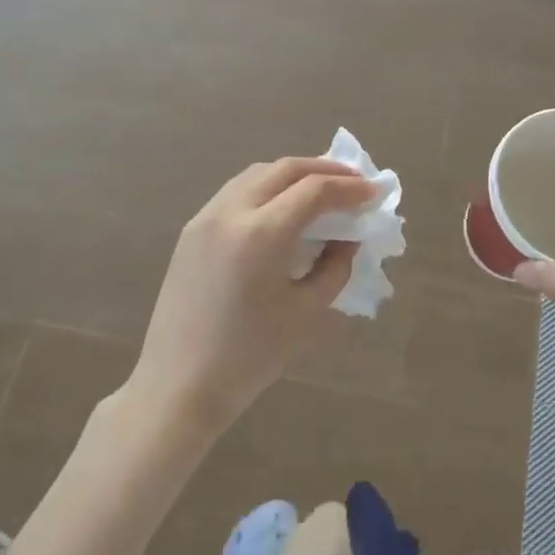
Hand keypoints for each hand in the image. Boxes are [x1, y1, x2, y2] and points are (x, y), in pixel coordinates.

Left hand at [130, 157, 379, 436]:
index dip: (350, 188)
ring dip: (293, 174)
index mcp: (261, 234)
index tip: (375, 191)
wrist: (179, 385)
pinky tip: (282, 206)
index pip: (314, 191)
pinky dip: (267, 187)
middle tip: (354, 180)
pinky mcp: (191, 229)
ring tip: (321, 187)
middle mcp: (231, 212)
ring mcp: (205, 217)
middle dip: (324, 169)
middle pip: (285, 169)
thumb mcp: (306, 312)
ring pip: (257, 174)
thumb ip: (335, 266)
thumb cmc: (249, 357)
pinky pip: (236, 192)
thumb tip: (347, 237)